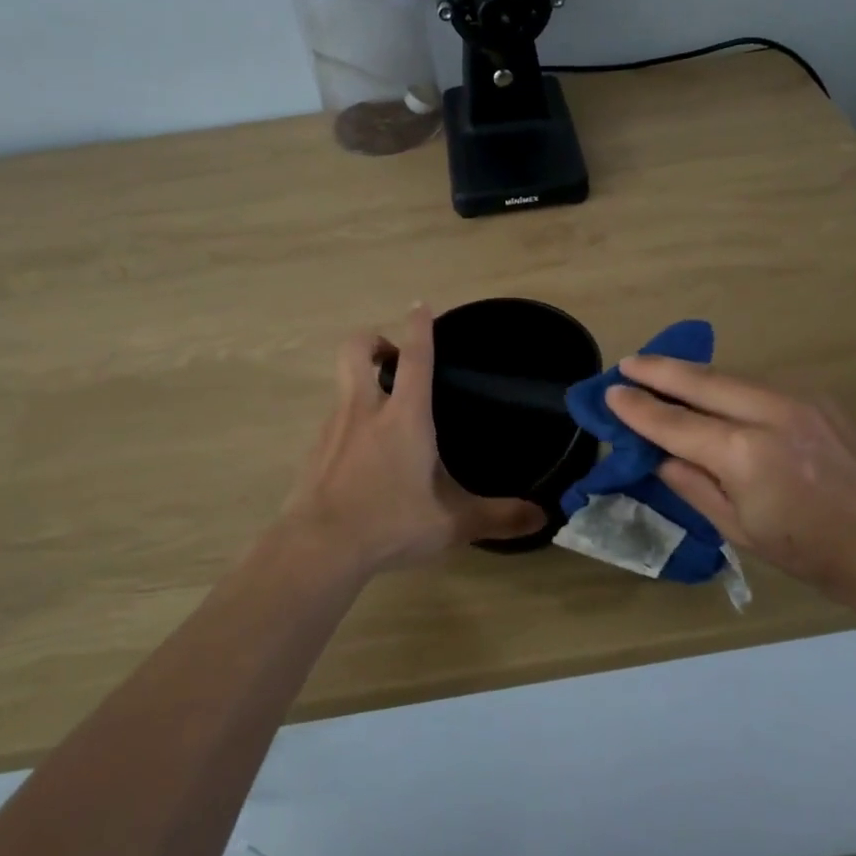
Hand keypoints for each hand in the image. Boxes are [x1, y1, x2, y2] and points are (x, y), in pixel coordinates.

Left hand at [278, 306, 544, 576]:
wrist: (318, 549)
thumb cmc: (390, 523)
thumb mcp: (453, 524)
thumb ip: (499, 517)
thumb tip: (543, 517)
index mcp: (404, 416)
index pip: (415, 356)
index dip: (420, 327)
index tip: (420, 305)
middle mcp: (365, 410)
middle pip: (357, 349)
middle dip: (373, 339)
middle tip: (393, 357)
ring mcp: (332, 429)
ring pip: (343, 385)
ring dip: (362, 383)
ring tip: (385, 416)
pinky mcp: (313, 452)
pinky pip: (333, 422)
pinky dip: (349, 424)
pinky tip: (363, 458)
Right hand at [605, 356, 855, 616]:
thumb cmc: (815, 553)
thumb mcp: (742, 531)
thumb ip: (695, 485)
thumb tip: (659, 455)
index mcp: (745, 455)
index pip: (675, 424)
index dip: (639, 409)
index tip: (611, 394)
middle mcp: (769, 414)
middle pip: (701, 381)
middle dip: (660, 370)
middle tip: (629, 363)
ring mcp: (800, 400)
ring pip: (732, 376)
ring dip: (694, 373)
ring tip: (664, 371)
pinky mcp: (821, 399)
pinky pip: (761, 385)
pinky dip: (730, 385)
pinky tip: (717, 392)